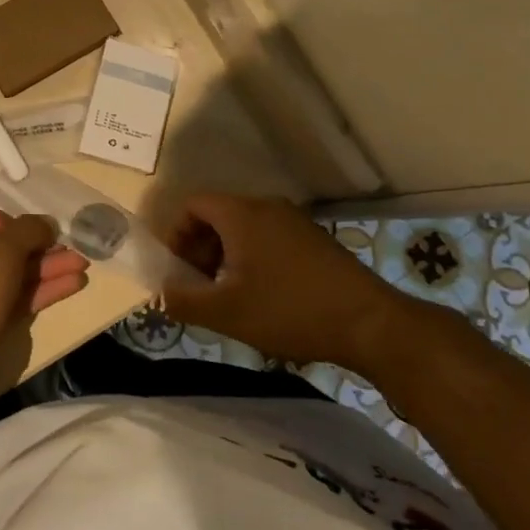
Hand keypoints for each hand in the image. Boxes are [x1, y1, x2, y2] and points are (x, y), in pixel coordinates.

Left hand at [0, 203, 88, 402]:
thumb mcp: (3, 247)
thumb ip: (30, 230)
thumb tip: (47, 224)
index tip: (17, 228)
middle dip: (35, 247)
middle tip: (66, 247)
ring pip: (9, 274)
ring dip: (45, 268)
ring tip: (82, 265)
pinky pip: (13, 298)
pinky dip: (40, 290)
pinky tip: (74, 283)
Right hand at [161, 193, 415, 373]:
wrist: (371, 324)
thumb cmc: (289, 310)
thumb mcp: (226, 312)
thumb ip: (183, 301)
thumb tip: (158, 294)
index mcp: (241, 214)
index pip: (192, 205)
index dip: (175, 234)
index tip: (174, 269)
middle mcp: (267, 207)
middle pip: (217, 215)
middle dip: (198, 248)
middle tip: (197, 286)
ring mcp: (295, 222)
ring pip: (244, 229)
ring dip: (224, 256)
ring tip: (227, 295)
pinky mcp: (315, 240)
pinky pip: (268, 238)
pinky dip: (252, 258)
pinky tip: (262, 296)